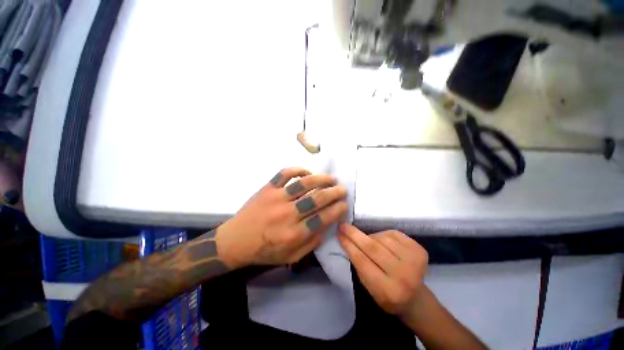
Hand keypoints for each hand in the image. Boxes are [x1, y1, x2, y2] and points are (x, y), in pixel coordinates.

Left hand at [216, 167, 348, 268]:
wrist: (235, 241)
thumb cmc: (264, 251)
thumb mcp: (291, 257)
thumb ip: (311, 243)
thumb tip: (327, 225)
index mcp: (294, 234)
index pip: (323, 218)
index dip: (337, 210)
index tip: (344, 204)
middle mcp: (287, 214)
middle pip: (317, 199)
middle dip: (334, 193)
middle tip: (342, 189)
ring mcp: (276, 198)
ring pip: (304, 183)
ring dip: (321, 179)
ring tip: (331, 178)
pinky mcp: (267, 188)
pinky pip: (284, 173)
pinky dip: (298, 170)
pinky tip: (307, 172)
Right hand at [338, 224, 427, 315]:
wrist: (416, 298)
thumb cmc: (388, 295)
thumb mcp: (369, 288)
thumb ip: (359, 266)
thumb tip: (348, 240)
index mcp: (388, 290)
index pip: (363, 262)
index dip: (349, 246)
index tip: (339, 234)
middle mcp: (403, 276)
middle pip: (373, 248)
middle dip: (355, 235)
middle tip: (344, 225)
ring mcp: (414, 261)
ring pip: (382, 238)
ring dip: (371, 237)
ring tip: (369, 242)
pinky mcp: (419, 250)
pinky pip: (393, 234)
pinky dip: (383, 235)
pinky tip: (382, 241)